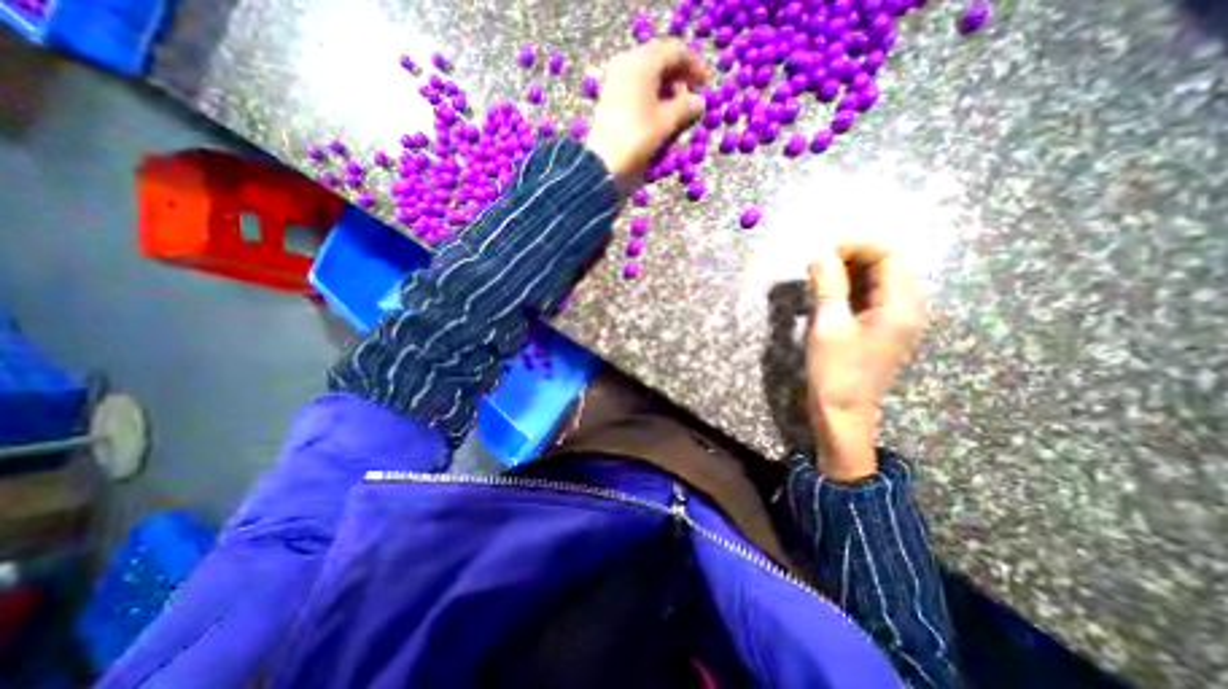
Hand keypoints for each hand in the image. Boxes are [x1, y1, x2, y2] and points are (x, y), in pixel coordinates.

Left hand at [584, 40, 710, 194]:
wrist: (603, 163)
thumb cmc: (638, 138)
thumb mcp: (667, 122)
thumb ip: (687, 107)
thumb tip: (700, 102)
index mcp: (643, 62)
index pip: (676, 52)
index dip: (695, 67)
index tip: (706, 86)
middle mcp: (627, 63)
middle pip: (660, 61)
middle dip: (679, 78)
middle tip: (691, 98)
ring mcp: (616, 79)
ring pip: (647, 74)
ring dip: (665, 88)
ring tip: (676, 110)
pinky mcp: (610, 96)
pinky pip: (636, 87)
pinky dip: (650, 96)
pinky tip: (658, 114)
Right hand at [804, 245, 925, 480]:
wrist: (843, 412)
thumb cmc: (835, 371)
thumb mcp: (828, 326)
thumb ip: (828, 287)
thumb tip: (820, 256)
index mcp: (900, 306)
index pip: (890, 256)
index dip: (858, 247)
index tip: (824, 252)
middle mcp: (907, 308)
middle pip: (887, 266)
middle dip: (851, 260)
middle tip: (816, 268)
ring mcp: (896, 320)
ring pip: (876, 282)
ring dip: (847, 275)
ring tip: (816, 282)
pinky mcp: (882, 329)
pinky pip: (870, 298)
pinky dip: (848, 291)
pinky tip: (825, 299)